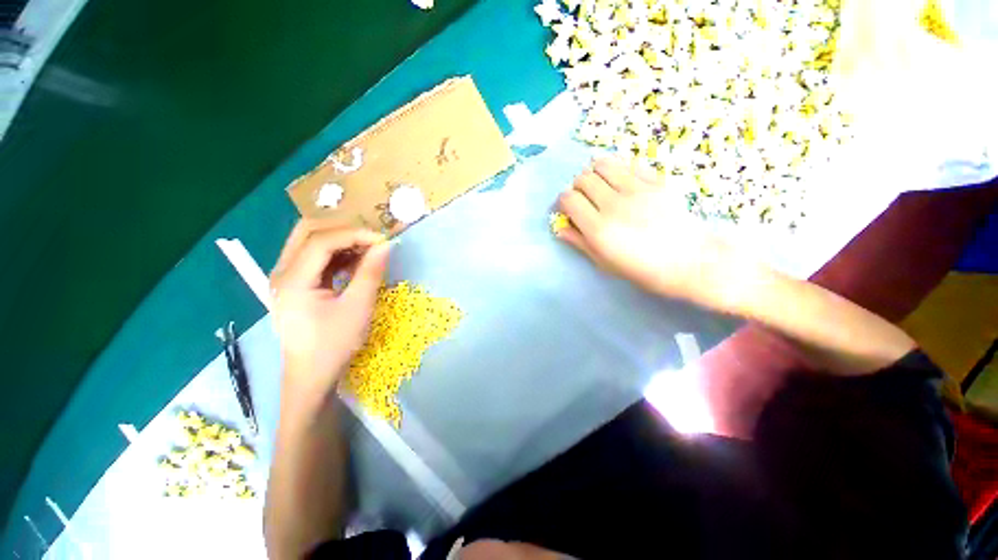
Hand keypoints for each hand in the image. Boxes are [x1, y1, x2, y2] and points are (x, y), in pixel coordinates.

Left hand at [270, 222, 389, 403]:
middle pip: (308, 232)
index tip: (383, 239)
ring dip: (341, 240)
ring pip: (310, 241)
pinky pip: (315, 257)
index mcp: (292, 280)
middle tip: (372, 239)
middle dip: (343, 229)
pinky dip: (337, 253)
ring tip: (368, 248)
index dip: (354, 234)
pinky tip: (356, 261)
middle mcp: (282, 272)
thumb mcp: (358, 308)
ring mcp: (286, 277)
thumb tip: (385, 245)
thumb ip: (371, 273)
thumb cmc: (334, 345)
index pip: (321, 241)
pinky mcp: (295, 284)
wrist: (311, 375)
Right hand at [556, 157, 746, 309]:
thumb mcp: (604, 262)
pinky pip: (630, 165)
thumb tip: (560, 228)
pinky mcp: (656, 182)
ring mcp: (637, 190)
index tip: (568, 209)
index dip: (563, 202)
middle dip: (578, 187)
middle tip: (585, 198)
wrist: (688, 261)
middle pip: (583, 179)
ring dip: (596, 172)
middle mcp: (613, 204)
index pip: (569, 199)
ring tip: (601, 185)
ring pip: (603, 165)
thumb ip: (580, 242)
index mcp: (598, 228)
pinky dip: (619, 170)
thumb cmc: (642, 269)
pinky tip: (623, 182)